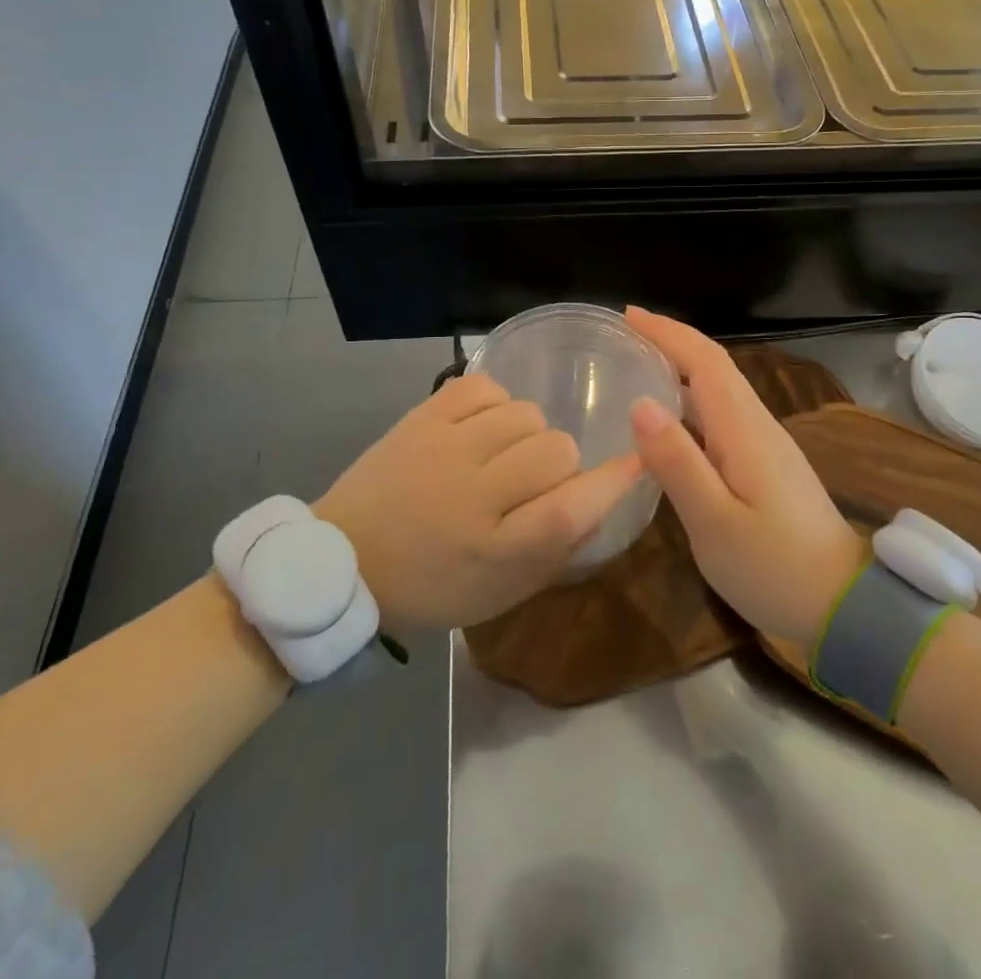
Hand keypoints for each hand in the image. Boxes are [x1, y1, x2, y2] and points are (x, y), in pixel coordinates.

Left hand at [315, 373, 641, 628]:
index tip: (637, 461)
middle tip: (532, 482)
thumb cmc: (428, 587)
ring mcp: (444, 447)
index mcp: (492, 550)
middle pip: (556, 450)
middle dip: (560, 465)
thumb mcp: (499, 593)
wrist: (343, 561)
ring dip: (528, 434)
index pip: (570, 509)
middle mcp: (472, 494)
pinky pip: (485, 387)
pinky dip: (495, 404)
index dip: (611, 484)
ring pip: (526, 414)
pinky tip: (482, 427)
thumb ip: (555, 550)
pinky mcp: (422, 417)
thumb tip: (602, 499)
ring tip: (502, 453)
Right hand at [625, 308, 867, 646]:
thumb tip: (640, 404)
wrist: (845, 605)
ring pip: (721, 389)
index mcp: (744, 430)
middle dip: (672, 341)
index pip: (706, 362)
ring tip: (638, 365)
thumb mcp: (714, 522)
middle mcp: (758, 425)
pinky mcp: (767, 465)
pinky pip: (724, 414)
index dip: (668, 333)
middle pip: (715, 367)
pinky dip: (692, 400)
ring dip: (682, 367)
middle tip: (624, 334)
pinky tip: (670, 420)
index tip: (628, 315)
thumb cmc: (775, 567)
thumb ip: (677, 463)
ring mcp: (766, 445)